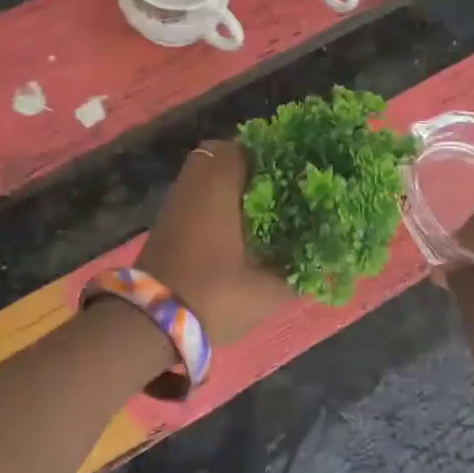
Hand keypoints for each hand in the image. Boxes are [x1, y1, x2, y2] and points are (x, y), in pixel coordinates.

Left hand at [138, 141, 293, 345]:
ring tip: (265, 213)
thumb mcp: (266, 291)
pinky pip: (197, 198)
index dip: (276, 158)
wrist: (150, 324)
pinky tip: (238, 233)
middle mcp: (194, 183)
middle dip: (252, 171)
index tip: (299, 175)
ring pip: (208, 178)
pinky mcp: (166, 224)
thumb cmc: (213, 294)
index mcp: (219, 184)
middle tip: (281, 193)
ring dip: (232, 189)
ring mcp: (175, 202)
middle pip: (224, 157)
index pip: (249, 148)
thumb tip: (322, 263)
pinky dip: (215, 205)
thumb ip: (298, 274)